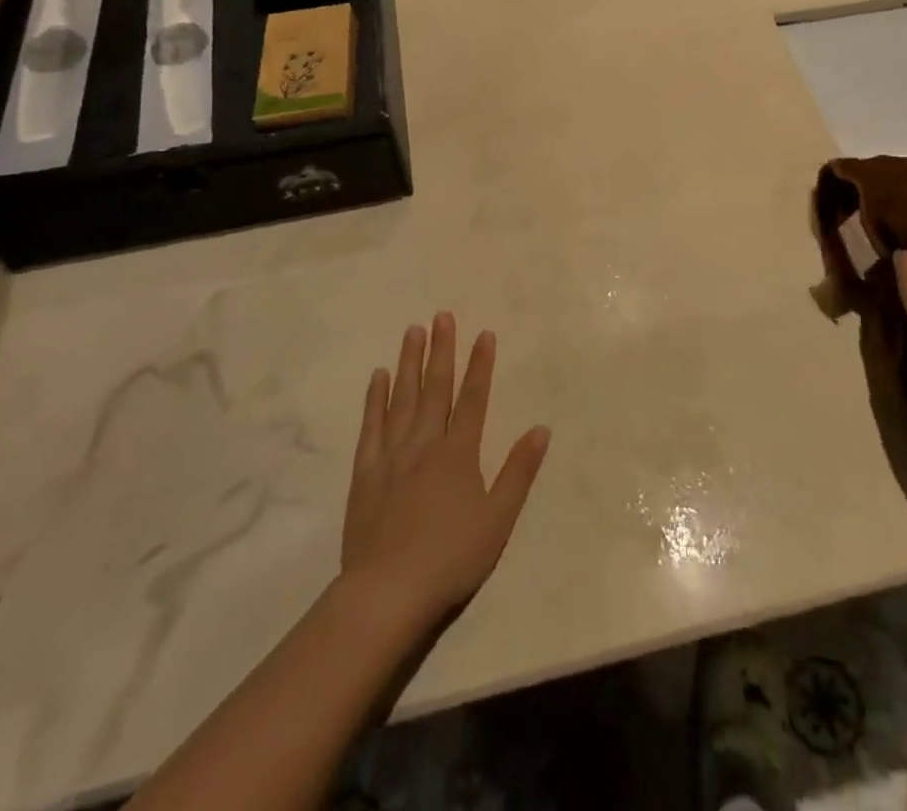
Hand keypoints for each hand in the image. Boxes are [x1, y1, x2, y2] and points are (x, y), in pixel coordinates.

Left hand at [340, 313, 549, 628]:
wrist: (388, 592)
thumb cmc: (451, 557)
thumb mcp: (498, 519)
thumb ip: (519, 471)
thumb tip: (541, 428)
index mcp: (459, 452)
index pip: (473, 398)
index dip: (480, 364)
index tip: (484, 333)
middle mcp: (425, 443)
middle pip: (435, 387)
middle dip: (442, 349)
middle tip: (442, 315)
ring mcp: (392, 455)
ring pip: (402, 398)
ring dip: (409, 362)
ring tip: (413, 331)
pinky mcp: (366, 472)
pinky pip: (372, 425)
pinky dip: (375, 398)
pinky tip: (378, 377)